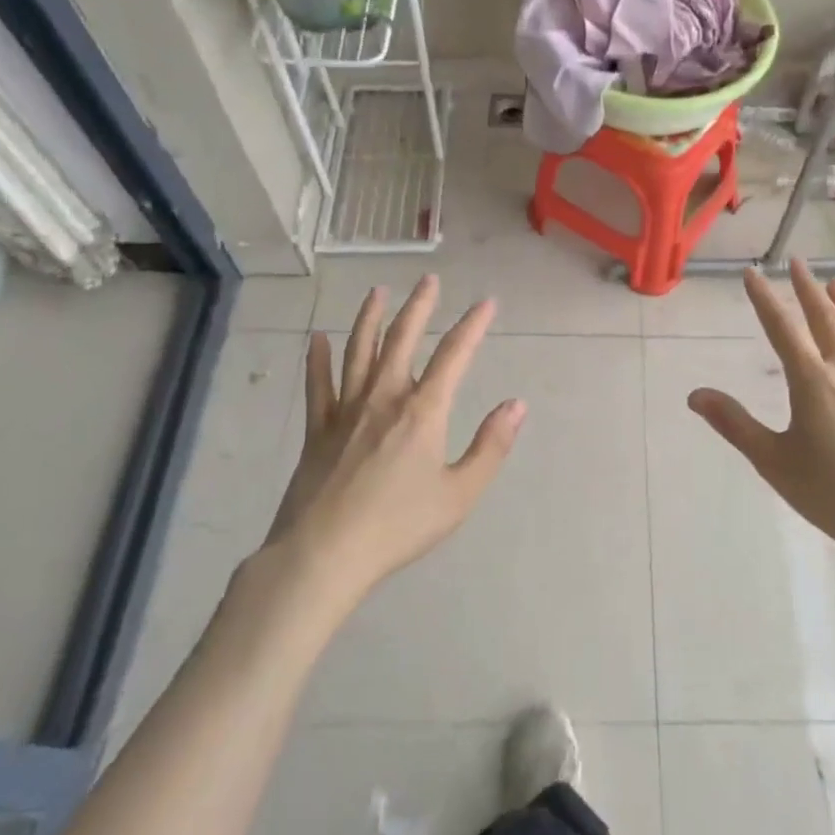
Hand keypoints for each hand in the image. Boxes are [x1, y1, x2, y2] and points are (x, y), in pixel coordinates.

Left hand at [258, 276, 524, 617]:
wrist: (324, 554)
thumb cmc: (398, 526)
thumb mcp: (459, 494)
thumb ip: (490, 447)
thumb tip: (517, 405)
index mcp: (423, 411)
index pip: (454, 355)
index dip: (473, 325)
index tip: (487, 302)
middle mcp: (384, 397)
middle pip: (403, 339)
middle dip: (419, 306)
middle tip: (428, 280)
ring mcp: (345, 410)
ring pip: (359, 351)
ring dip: (370, 318)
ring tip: (377, 292)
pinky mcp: (317, 429)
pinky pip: (318, 384)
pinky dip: (317, 359)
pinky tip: (317, 338)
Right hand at [687, 259, 834, 570]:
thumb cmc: (832, 492)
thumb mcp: (773, 460)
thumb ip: (735, 424)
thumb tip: (695, 395)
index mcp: (812, 381)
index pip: (782, 329)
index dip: (764, 298)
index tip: (752, 273)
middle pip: (826, 321)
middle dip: (808, 290)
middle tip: (798, 263)